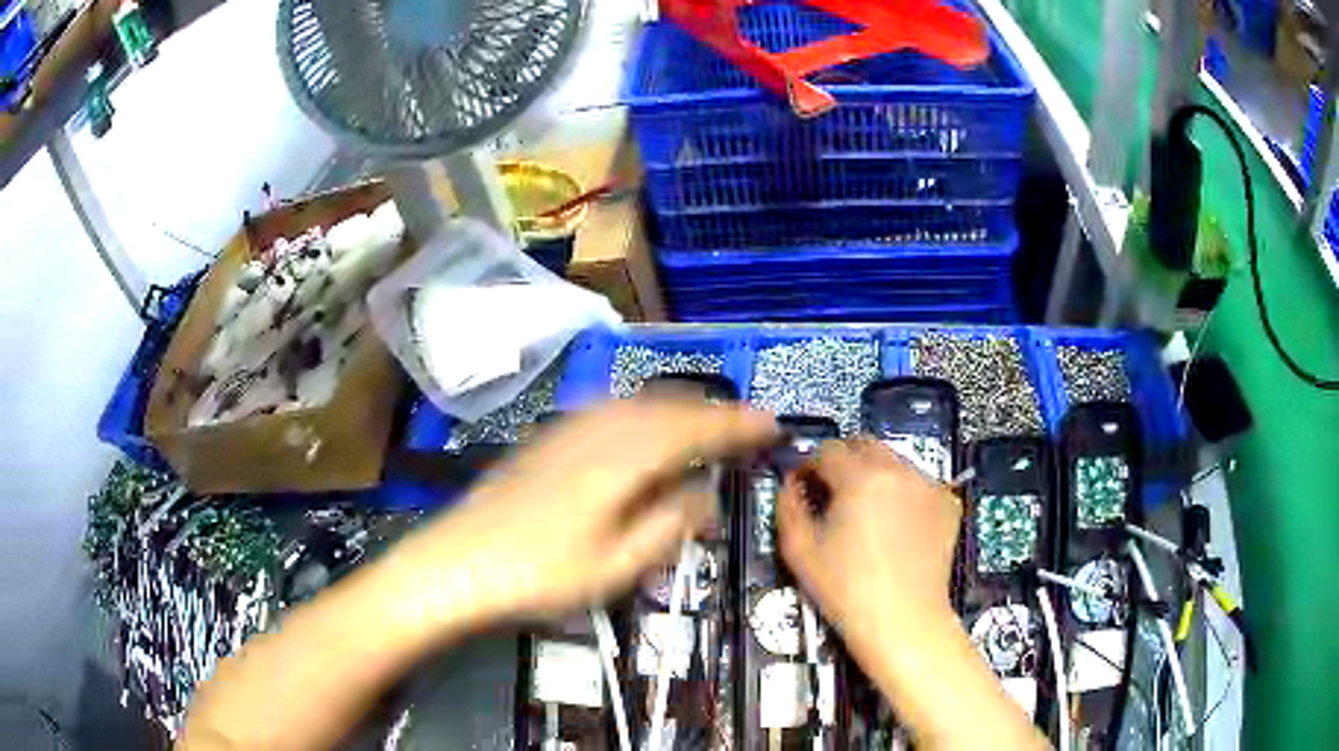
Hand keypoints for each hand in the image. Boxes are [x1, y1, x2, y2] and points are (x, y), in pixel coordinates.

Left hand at [391, 398, 777, 631]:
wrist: (456, 564)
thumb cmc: (538, 577)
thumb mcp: (614, 568)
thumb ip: (666, 528)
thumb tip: (705, 497)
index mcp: (619, 462)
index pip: (692, 431)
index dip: (735, 426)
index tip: (771, 425)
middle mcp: (596, 432)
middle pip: (666, 408)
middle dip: (711, 413)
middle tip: (746, 427)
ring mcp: (567, 431)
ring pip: (638, 404)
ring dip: (678, 410)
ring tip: (705, 425)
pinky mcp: (547, 440)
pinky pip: (609, 411)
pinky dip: (642, 414)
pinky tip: (642, 430)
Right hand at [776, 438, 962, 659]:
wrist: (903, 621)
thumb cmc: (846, 589)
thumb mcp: (800, 550)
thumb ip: (788, 505)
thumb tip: (791, 482)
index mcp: (861, 477)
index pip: (828, 450)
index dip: (810, 465)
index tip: (804, 487)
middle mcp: (899, 470)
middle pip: (863, 444)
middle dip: (843, 461)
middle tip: (833, 495)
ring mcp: (928, 484)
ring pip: (893, 460)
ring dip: (873, 474)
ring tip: (866, 512)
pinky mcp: (948, 502)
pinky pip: (917, 482)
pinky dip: (902, 491)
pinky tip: (895, 524)